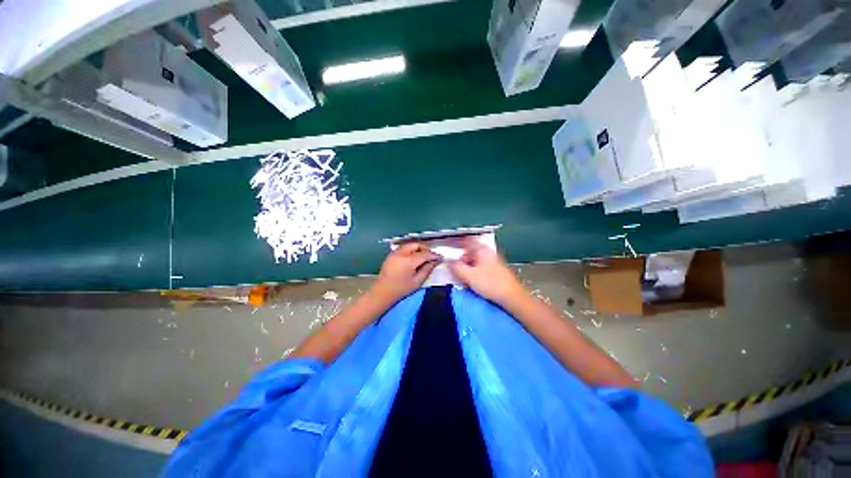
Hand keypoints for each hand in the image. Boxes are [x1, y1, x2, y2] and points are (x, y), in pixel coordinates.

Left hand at [370, 243, 439, 304]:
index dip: (434, 255)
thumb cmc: (401, 289)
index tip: (440, 258)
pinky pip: (404, 248)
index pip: (425, 254)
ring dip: (418, 248)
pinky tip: (414, 258)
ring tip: (423, 257)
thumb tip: (435, 261)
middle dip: (426, 249)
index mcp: (409, 260)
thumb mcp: (417, 281)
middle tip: (432, 256)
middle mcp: (402, 253)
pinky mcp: (391, 254)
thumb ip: (427, 269)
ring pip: (410, 245)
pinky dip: (411, 250)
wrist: (382, 292)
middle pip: (417, 245)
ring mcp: (395, 252)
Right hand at [449, 241, 525, 305]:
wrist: (512, 297)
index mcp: (481, 250)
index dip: (456, 242)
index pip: (466, 240)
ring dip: (466, 268)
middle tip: (454, 268)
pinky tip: (471, 282)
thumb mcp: (469, 276)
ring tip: (462, 278)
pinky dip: (472, 273)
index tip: (448, 246)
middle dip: (460, 259)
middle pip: (469, 252)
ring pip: (473, 261)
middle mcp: (487, 253)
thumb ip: (456, 267)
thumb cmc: (491, 284)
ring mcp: (491, 261)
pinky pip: (479, 268)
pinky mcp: (494, 271)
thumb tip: (448, 261)